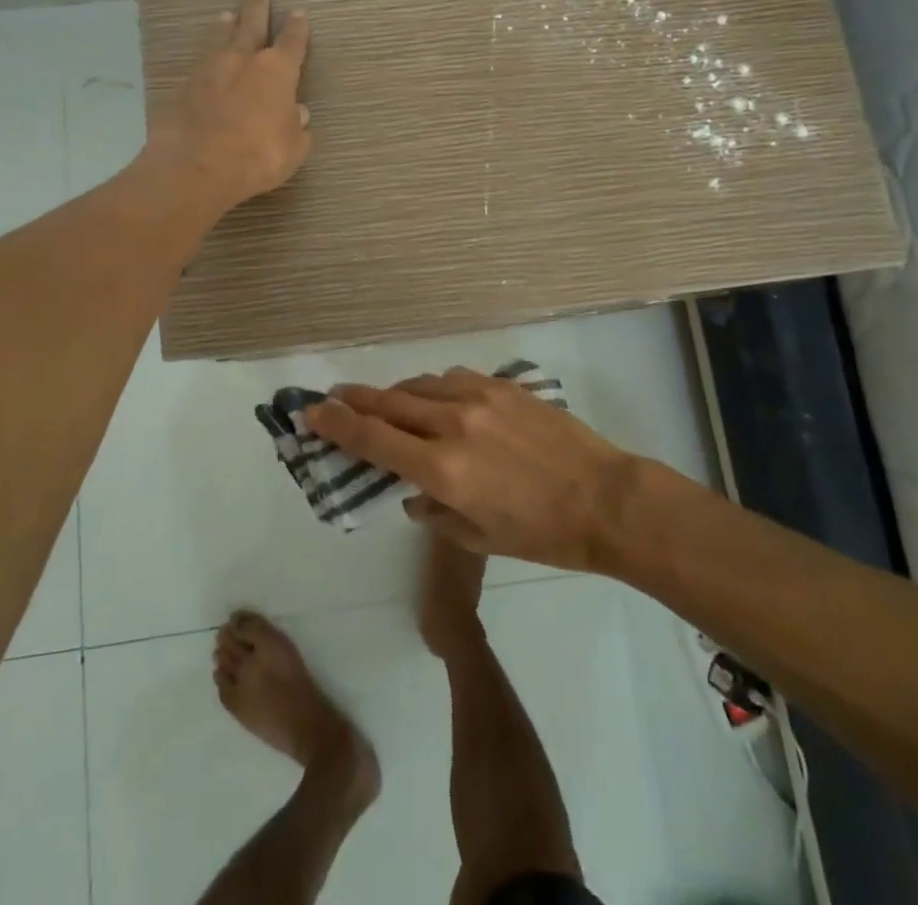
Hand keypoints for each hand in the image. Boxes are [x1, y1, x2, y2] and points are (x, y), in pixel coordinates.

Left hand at [145, 0, 311, 210]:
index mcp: (277, 72)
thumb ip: (297, 128)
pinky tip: (205, 57)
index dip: (297, 28)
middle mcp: (244, 61)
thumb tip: (297, 112)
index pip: (292, 42)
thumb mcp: (292, 148)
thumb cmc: (257, 157)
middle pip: (252, 25)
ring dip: (226, 25)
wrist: (197, 167)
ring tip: (227, 14)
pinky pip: (199, 62)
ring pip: (220, 38)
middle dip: (257, 8)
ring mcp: (210, 70)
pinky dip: (206, 55)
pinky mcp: (183, 86)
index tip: (298, 13)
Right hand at [306, 368, 635, 570]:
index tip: (311, 412)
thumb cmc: (542, 533)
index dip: (335, 424)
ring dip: (395, 394)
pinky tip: (437, 399)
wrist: (606, 499)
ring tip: (385, 402)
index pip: (373, 439)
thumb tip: (413, 496)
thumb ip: (435, 514)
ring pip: (419, 385)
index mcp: (443, 470)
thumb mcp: (480, 538)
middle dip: (354, 399)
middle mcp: (453, 425)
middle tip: (332, 397)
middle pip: (388, 402)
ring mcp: (479, 398)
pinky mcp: (503, 386)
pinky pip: (453, 379)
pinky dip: (433, 388)